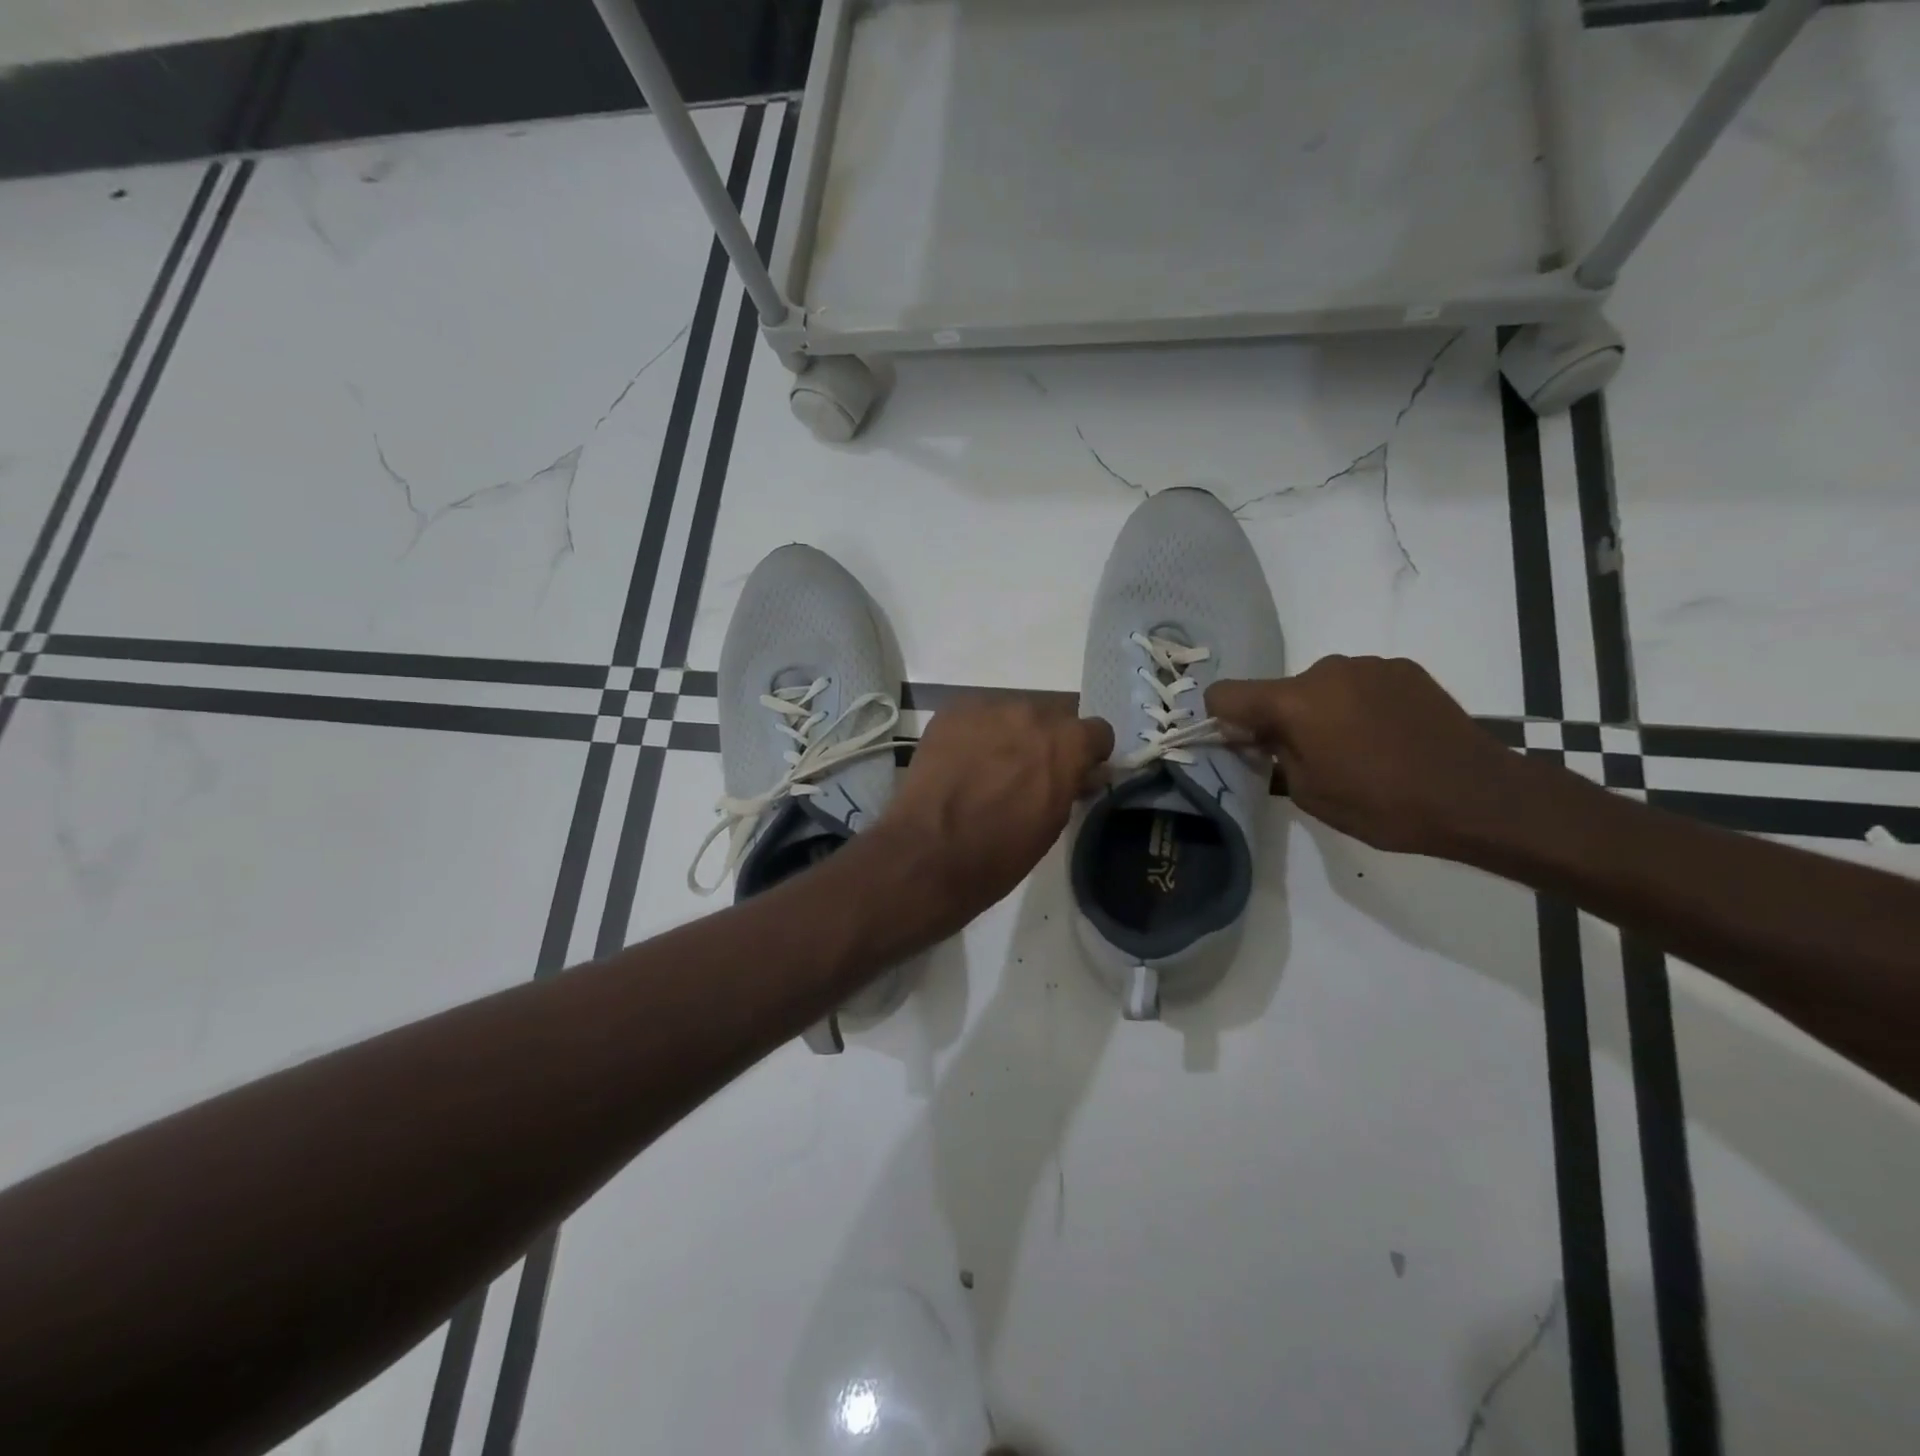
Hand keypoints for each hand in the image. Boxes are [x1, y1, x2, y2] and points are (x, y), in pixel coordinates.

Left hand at [872, 697, 1112, 935]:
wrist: (929, 853)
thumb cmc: (1000, 852)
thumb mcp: (1053, 823)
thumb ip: (1072, 785)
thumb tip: (1085, 772)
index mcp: (1066, 743)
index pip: (1097, 731)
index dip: (1087, 753)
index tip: (1075, 772)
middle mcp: (1031, 714)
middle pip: (1052, 716)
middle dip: (1046, 741)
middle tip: (1026, 773)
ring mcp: (987, 708)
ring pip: (1012, 713)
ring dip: (1009, 734)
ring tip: (988, 768)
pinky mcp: (951, 712)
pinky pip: (975, 715)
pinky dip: (975, 734)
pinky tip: (961, 762)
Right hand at [1207, 656, 1519, 856]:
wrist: (1478, 796)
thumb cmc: (1383, 804)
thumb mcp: (1308, 793)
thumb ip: (1273, 754)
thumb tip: (1257, 734)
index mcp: (1294, 701)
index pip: (1226, 693)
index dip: (1222, 719)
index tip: (1242, 745)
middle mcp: (1325, 670)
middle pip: (1279, 691)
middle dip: (1282, 719)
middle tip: (1311, 758)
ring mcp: (1368, 665)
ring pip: (1321, 687)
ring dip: (1323, 711)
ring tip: (1359, 750)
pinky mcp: (1404, 669)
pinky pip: (1360, 684)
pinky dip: (1360, 705)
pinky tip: (1390, 737)